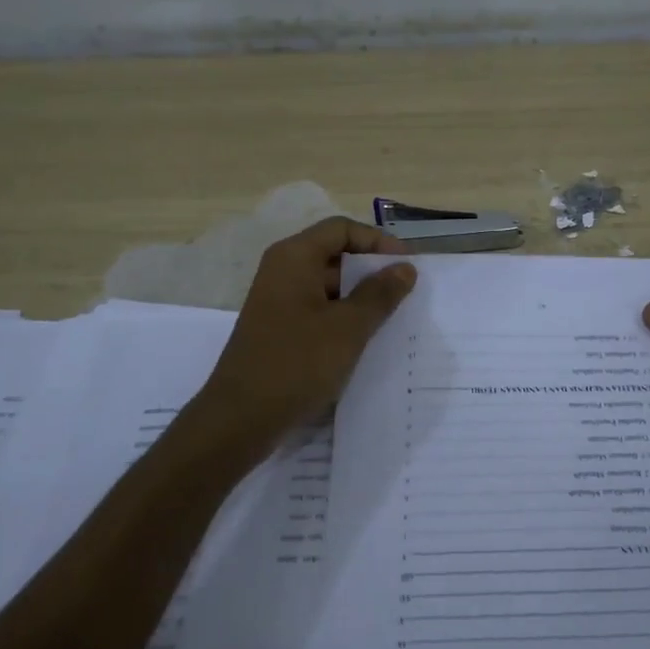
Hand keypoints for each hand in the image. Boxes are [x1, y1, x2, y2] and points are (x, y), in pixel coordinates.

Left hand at [188, 217, 417, 452]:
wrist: (241, 419)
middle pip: (335, 255)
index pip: (342, 229)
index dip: (378, 241)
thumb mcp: (348, 327)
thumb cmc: (296, 363)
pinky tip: (367, 341)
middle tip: (408, 293)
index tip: (408, 265)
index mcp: (294, 258)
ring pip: (329, 287)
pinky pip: (319, 311)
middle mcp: (283, 271)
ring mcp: (279, 302)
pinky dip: (344, 319)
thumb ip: (380, 294)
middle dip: (372, 271)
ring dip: (361, 298)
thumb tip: (405, 268)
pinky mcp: (280, 330)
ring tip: (395, 318)